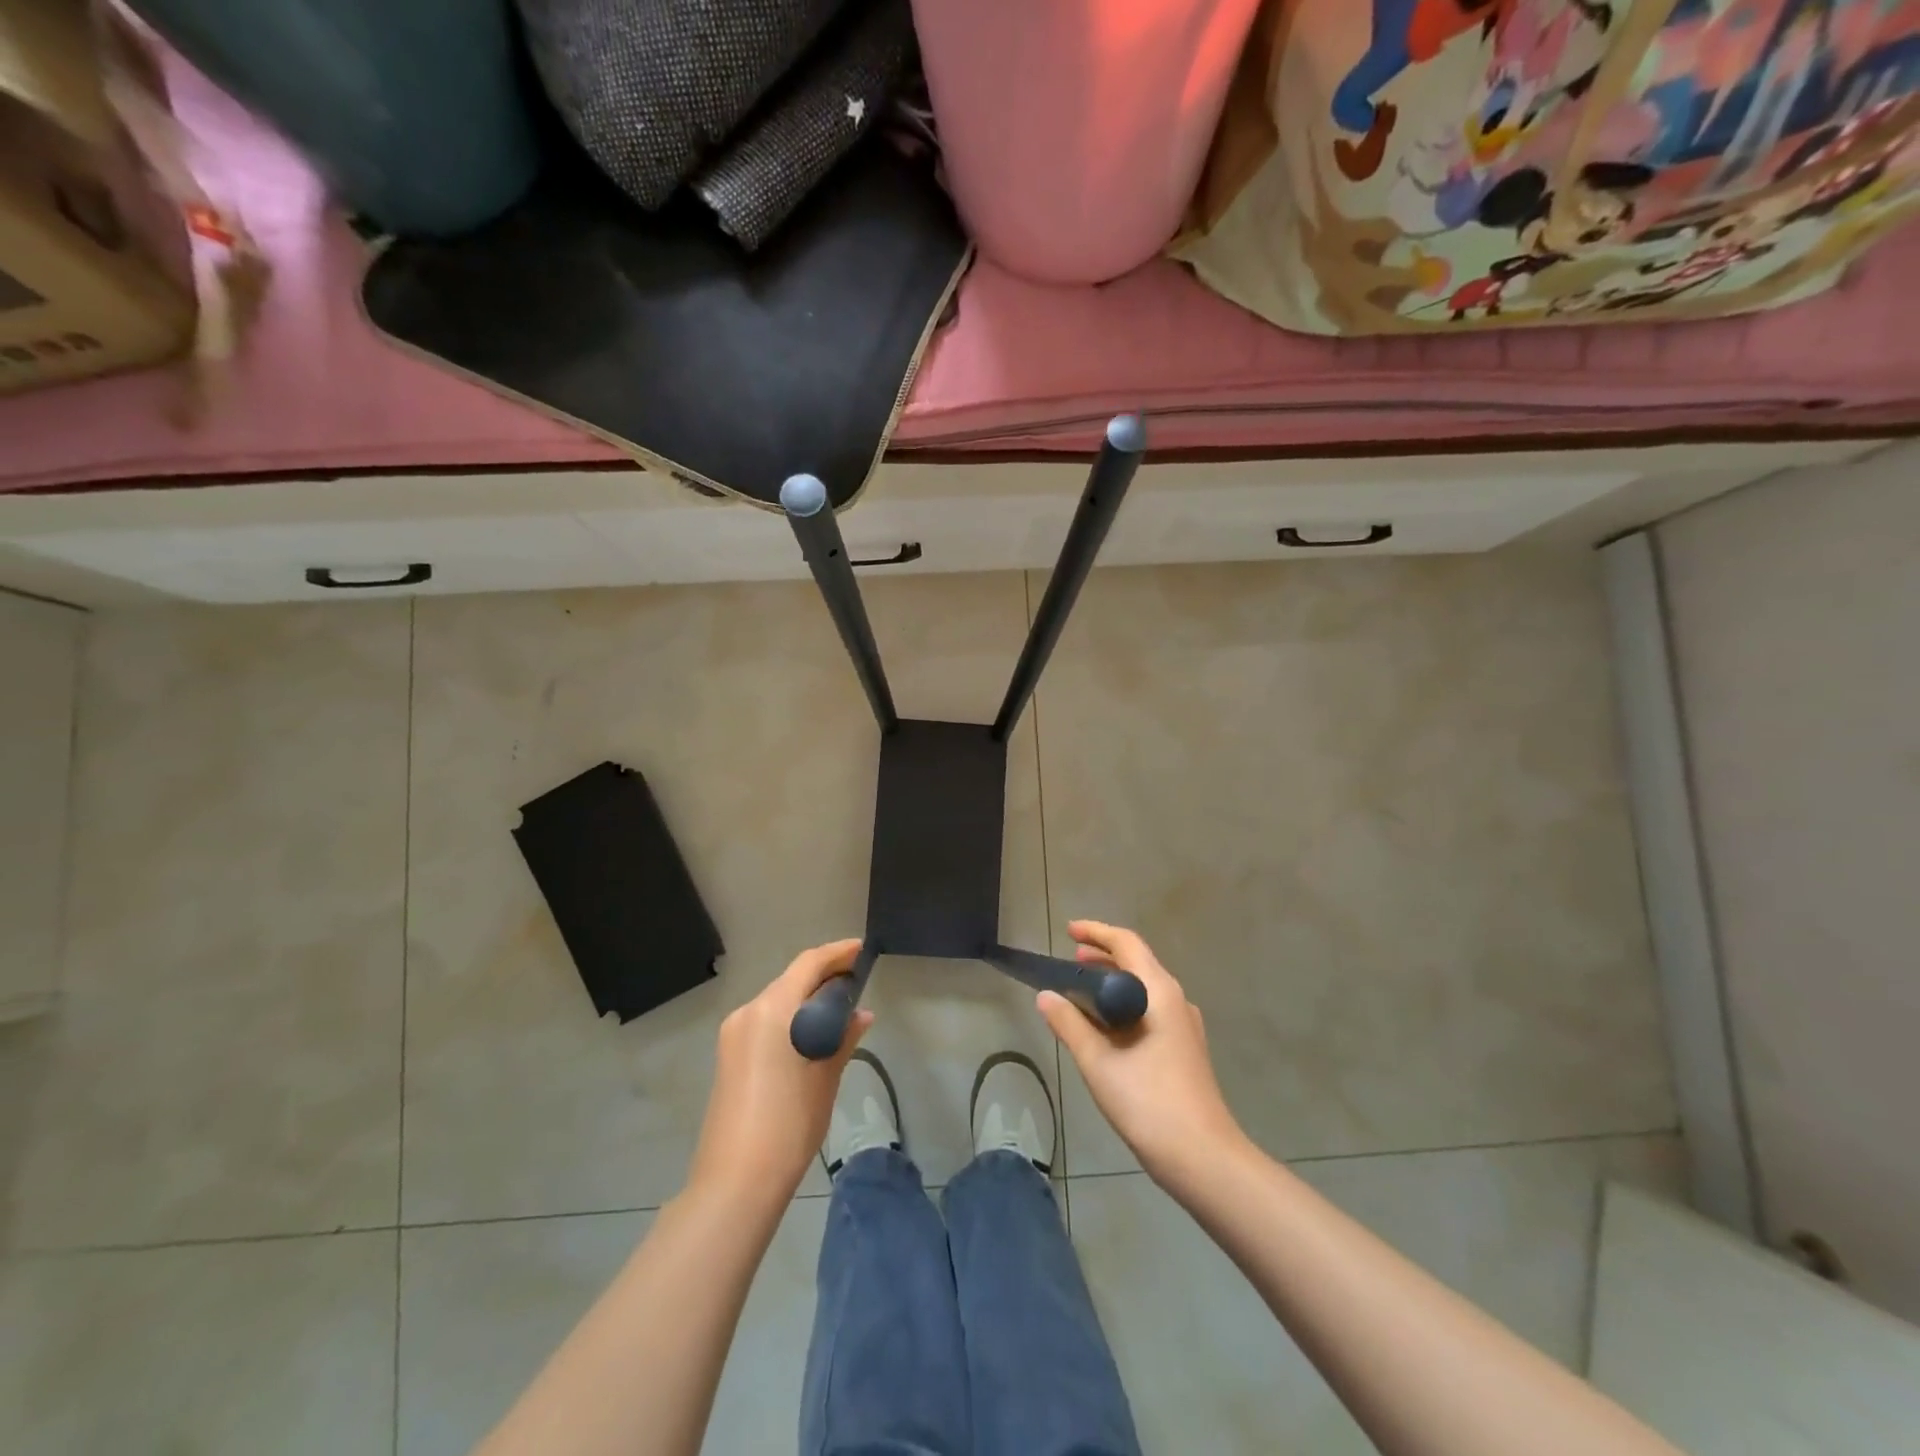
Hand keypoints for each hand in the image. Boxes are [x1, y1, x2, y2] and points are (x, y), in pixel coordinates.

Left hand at [687, 939, 871, 1209]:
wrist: (736, 1181)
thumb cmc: (789, 1123)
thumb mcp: (826, 1077)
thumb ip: (843, 1037)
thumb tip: (861, 1014)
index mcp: (772, 1009)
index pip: (809, 964)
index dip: (838, 953)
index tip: (863, 951)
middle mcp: (749, 1011)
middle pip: (792, 979)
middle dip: (824, 976)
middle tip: (858, 982)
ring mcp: (734, 1033)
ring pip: (778, 1000)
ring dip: (808, 998)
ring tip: (841, 1009)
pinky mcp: (729, 1054)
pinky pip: (766, 1020)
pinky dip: (791, 1017)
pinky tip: (813, 1033)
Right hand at [1037, 921, 1245, 1188]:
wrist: (1203, 1157)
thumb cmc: (1148, 1102)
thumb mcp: (1099, 1062)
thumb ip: (1069, 1024)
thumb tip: (1045, 996)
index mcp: (1158, 992)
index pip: (1126, 943)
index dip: (1096, 932)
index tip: (1068, 931)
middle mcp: (1176, 1000)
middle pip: (1138, 962)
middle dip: (1103, 957)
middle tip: (1070, 960)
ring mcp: (1184, 1025)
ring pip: (1144, 988)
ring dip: (1113, 982)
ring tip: (1081, 991)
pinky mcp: (1185, 1048)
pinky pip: (1150, 1010)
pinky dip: (1124, 1005)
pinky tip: (1105, 1028)